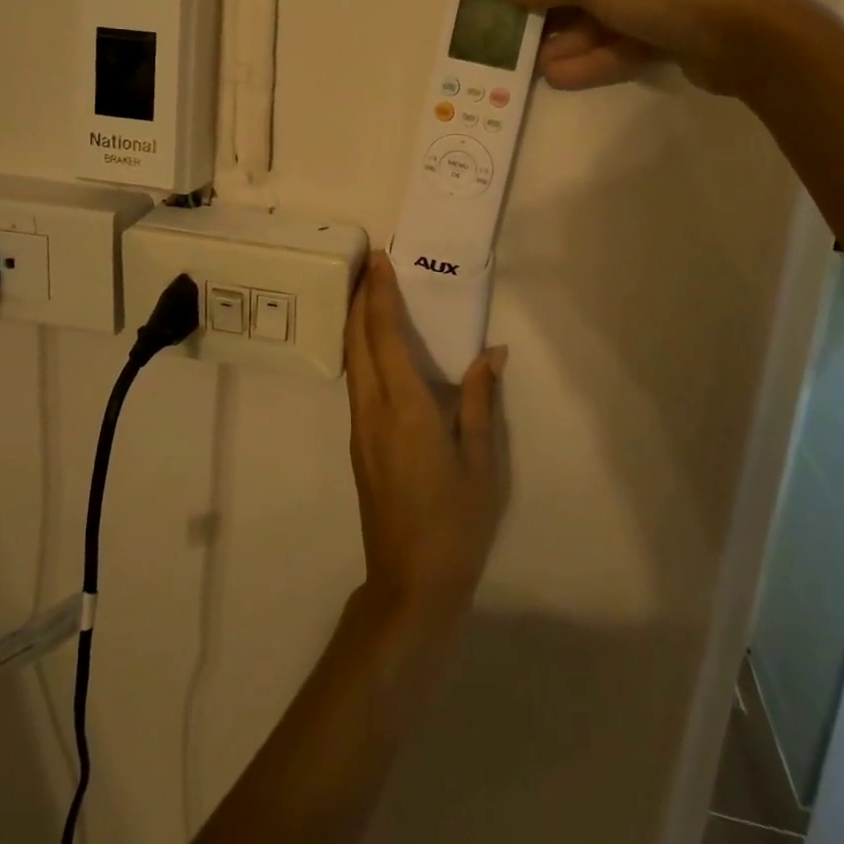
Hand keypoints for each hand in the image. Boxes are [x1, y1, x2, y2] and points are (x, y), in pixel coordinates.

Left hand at [344, 253, 506, 632]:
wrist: (410, 583)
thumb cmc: (455, 523)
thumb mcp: (481, 463)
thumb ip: (479, 402)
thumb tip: (491, 353)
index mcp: (406, 408)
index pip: (384, 336)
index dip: (379, 295)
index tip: (378, 260)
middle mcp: (373, 410)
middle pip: (356, 340)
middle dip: (359, 298)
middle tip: (368, 264)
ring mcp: (360, 427)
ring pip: (351, 360)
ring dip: (355, 321)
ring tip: (368, 293)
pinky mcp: (359, 443)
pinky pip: (355, 380)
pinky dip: (360, 349)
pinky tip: (374, 346)